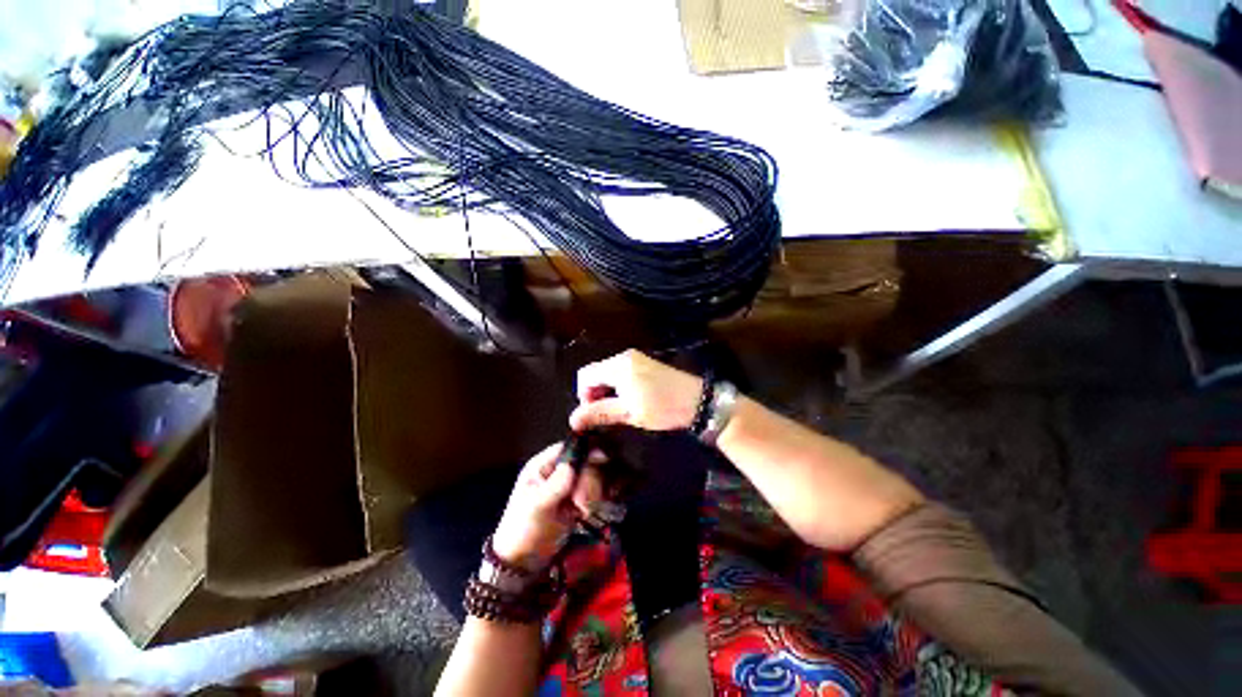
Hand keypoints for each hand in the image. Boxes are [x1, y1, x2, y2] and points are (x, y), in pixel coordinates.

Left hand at [492, 443, 608, 569]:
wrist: (525, 563)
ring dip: (594, 492)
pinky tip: (588, 513)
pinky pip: (597, 491)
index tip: (599, 462)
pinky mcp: (580, 499)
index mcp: (543, 464)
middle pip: (586, 460)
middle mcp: (559, 470)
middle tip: (582, 502)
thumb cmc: (523, 530)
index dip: (585, 451)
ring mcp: (571, 485)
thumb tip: (573, 465)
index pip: (569, 447)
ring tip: (583, 511)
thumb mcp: (536, 507)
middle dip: (589, 479)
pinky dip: (598, 500)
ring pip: (595, 475)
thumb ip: (555, 485)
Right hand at [569, 350, 702, 432]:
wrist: (697, 399)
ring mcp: (634, 358)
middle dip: (594, 395)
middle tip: (606, 416)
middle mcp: (623, 357)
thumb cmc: (662, 407)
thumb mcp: (629, 413)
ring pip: (607, 374)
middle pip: (595, 373)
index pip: (585, 376)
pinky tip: (629, 401)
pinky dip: (617, 387)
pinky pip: (619, 372)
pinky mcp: (643, 363)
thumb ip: (599, 414)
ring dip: (606, 392)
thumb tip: (572, 420)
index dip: (583, 396)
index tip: (594, 415)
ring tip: (619, 411)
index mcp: (617, 366)